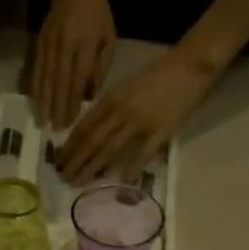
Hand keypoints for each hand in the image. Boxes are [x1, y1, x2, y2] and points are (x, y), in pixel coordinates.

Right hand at [32, 0, 116, 129]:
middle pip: (60, 82)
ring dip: (43, 102)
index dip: (73, 102)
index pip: (78, 79)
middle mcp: (65, 45)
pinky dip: (35, 87)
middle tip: (54, 130)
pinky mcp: (40, 42)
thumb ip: (100, 68)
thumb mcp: (108, 39)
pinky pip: (37, 69)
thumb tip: (89, 96)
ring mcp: (50, 43)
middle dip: (57, 108)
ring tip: (41, 121)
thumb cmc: (98, 15)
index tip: (70, 122)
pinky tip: (34, 102)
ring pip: (46, 77)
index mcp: (86, 44)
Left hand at [57, 47, 217, 185]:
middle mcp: (120, 111)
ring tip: (79, 183)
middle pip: (91, 140)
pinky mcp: (160, 131)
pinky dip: (131, 170)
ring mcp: (139, 122)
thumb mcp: (126, 87)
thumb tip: (93, 133)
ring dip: (92, 168)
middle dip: (75, 161)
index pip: (83, 126)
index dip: (69, 145)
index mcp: (110, 99)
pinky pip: (142, 154)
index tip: (58, 161)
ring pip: (109, 149)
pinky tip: (121, 184)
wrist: (190, 64)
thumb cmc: (158, 75)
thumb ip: (109, 108)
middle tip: (63, 178)